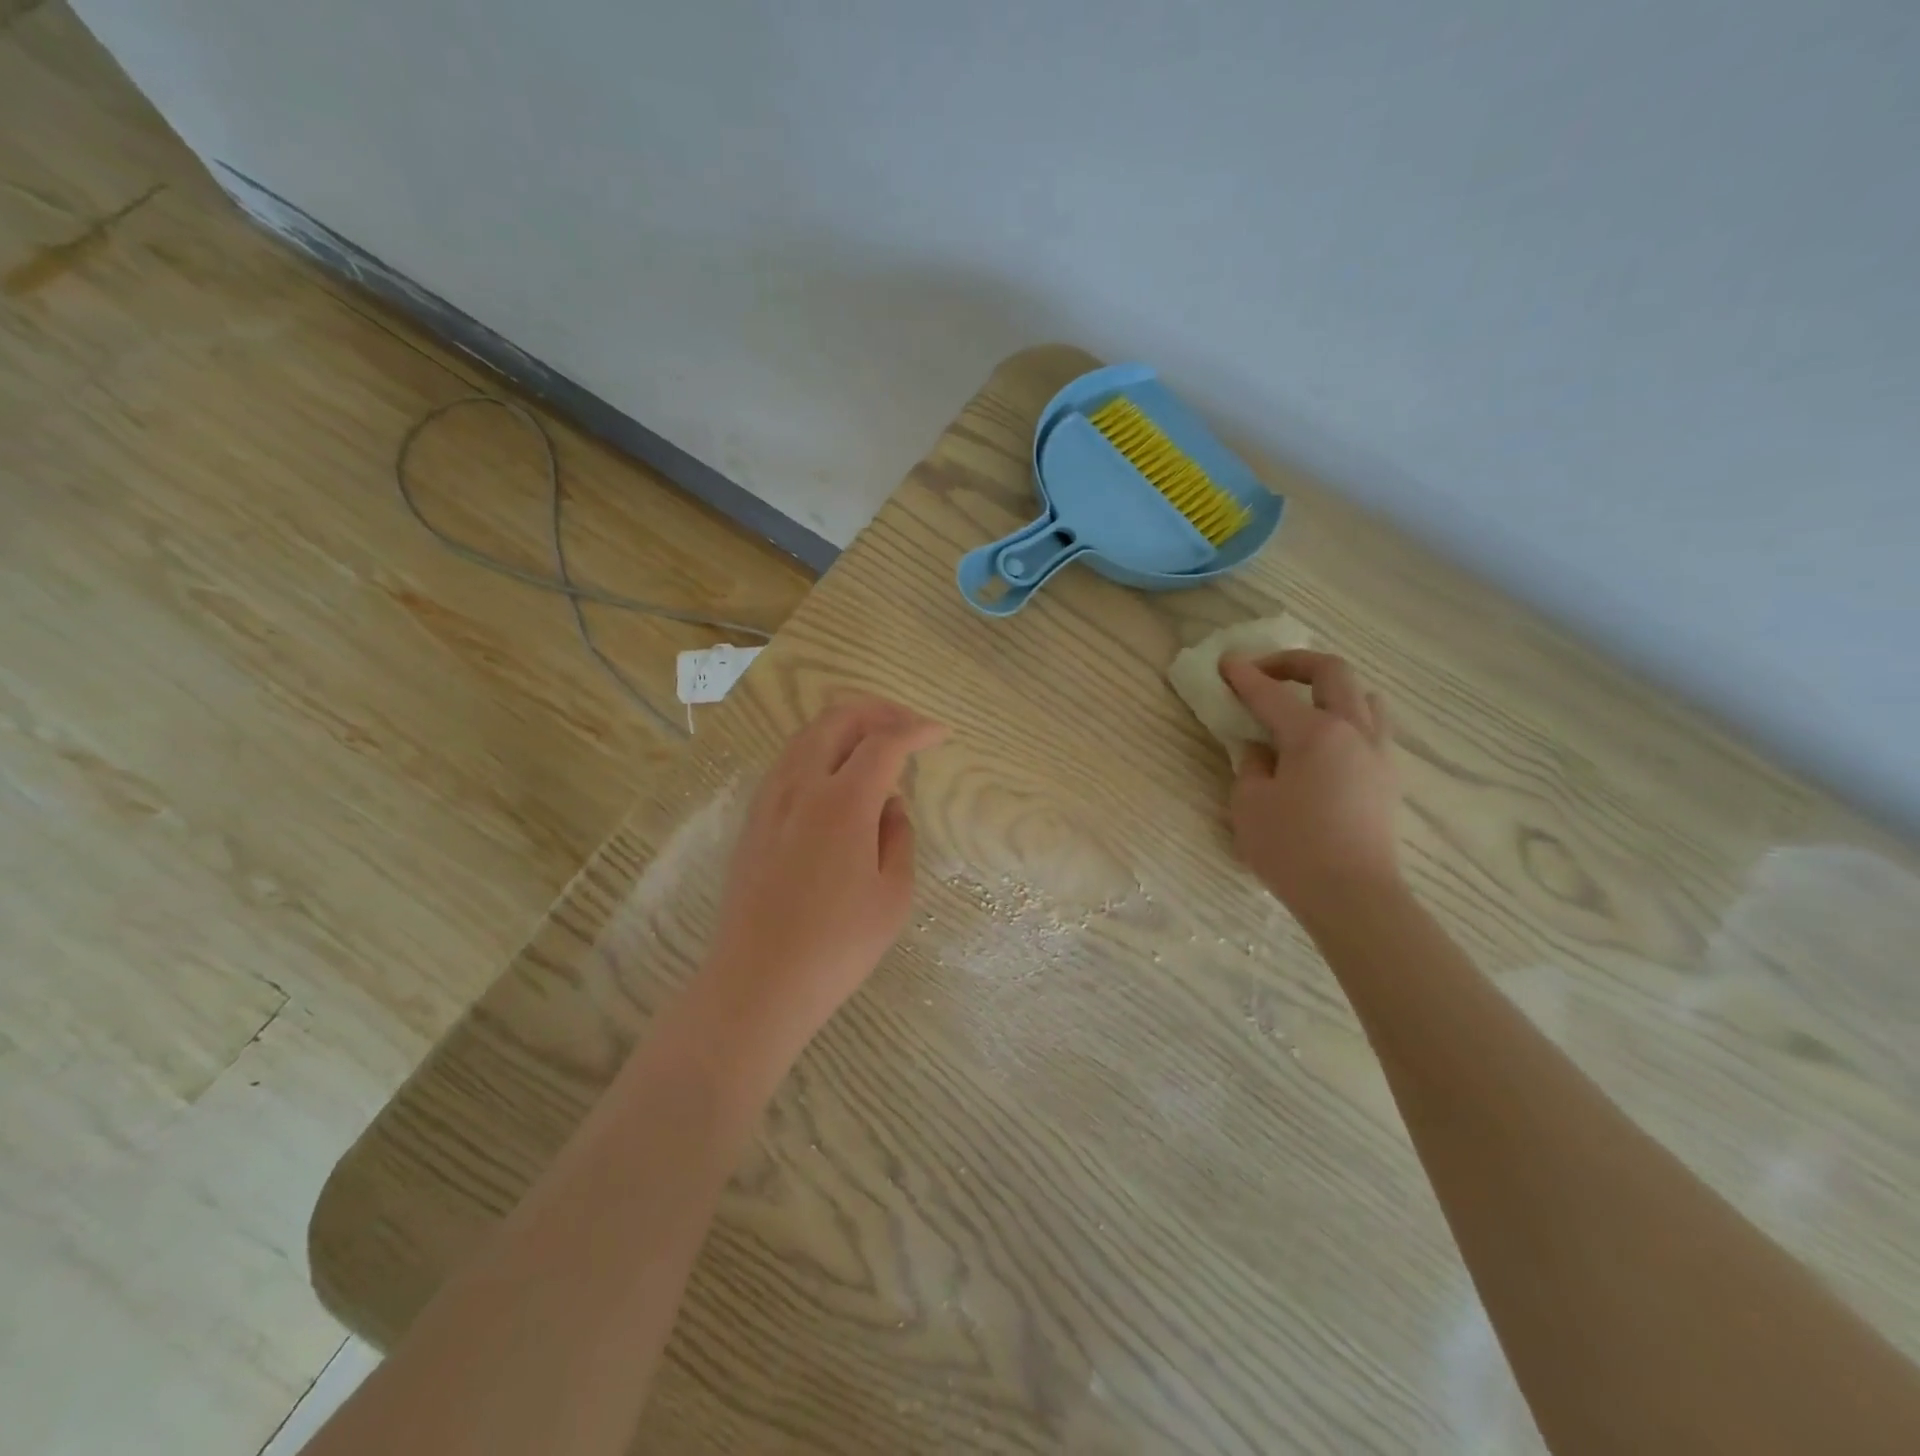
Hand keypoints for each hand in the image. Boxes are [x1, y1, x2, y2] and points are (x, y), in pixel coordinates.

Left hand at [700, 697, 946, 1066]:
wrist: (757, 982)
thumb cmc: (836, 946)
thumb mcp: (893, 895)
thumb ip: (898, 837)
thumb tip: (889, 805)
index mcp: (842, 802)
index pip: (884, 743)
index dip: (917, 731)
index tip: (940, 734)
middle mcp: (801, 786)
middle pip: (837, 718)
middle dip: (878, 710)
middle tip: (908, 727)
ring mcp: (770, 800)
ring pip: (807, 734)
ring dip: (846, 726)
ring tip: (875, 745)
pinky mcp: (753, 819)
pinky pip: (789, 761)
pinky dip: (820, 749)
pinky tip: (837, 777)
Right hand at [1220, 651, 1400, 911]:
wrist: (1353, 897)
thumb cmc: (1292, 849)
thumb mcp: (1249, 804)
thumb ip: (1251, 766)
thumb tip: (1262, 750)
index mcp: (1314, 733)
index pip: (1271, 693)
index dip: (1244, 675)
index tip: (1225, 662)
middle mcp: (1353, 731)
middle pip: (1332, 673)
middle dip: (1294, 662)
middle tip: (1264, 672)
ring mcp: (1378, 753)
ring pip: (1363, 696)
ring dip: (1329, 688)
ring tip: (1303, 704)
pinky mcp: (1388, 777)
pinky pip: (1372, 727)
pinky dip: (1346, 717)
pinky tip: (1325, 742)